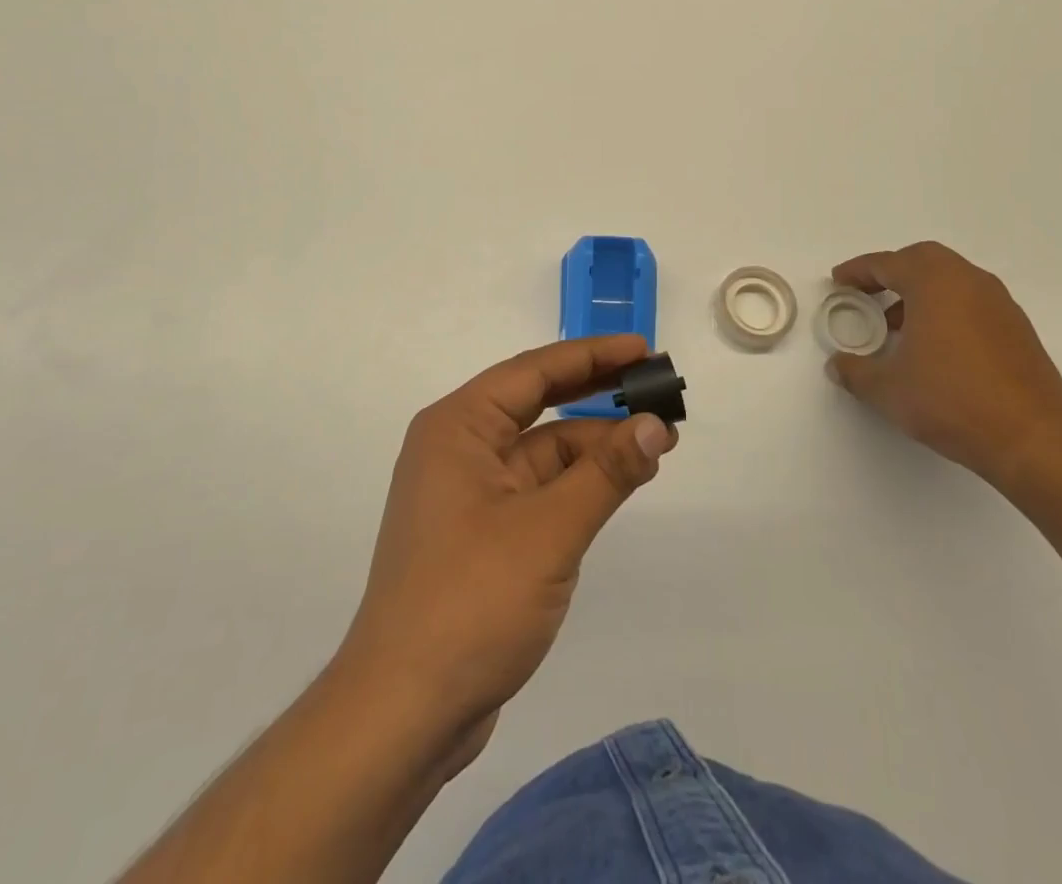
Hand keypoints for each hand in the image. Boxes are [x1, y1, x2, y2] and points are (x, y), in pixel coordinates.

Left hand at [334, 335, 675, 772]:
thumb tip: (657, 425)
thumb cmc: (471, 601)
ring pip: (542, 451)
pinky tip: (618, 483)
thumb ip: (606, 473)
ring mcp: (468, 494)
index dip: (592, 356)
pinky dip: (577, 483)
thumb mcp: (549, 530)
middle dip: (596, 395)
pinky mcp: (481, 534)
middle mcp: (458, 448)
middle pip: (537, 404)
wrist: (404, 713)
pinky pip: (537, 489)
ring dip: (594, 446)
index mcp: (458, 427)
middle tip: (655, 388)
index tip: (642, 349)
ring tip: (656, 441)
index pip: (533, 371)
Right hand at [829, 242, 1061, 488]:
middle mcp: (970, 282)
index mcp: (934, 284)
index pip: (887, 264)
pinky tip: (935, 346)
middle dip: (892, 272)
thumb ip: (855, 371)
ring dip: (921, 292)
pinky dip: (947, 309)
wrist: (1032, 439)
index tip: (839, 280)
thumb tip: (837, 365)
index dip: (858, 271)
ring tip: (898, 325)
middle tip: (869, 293)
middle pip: (924, 260)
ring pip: (952, 280)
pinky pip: (972, 302)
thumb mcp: (886, 389)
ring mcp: (1000, 304)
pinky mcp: (1018, 330)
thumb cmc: (950, 401)